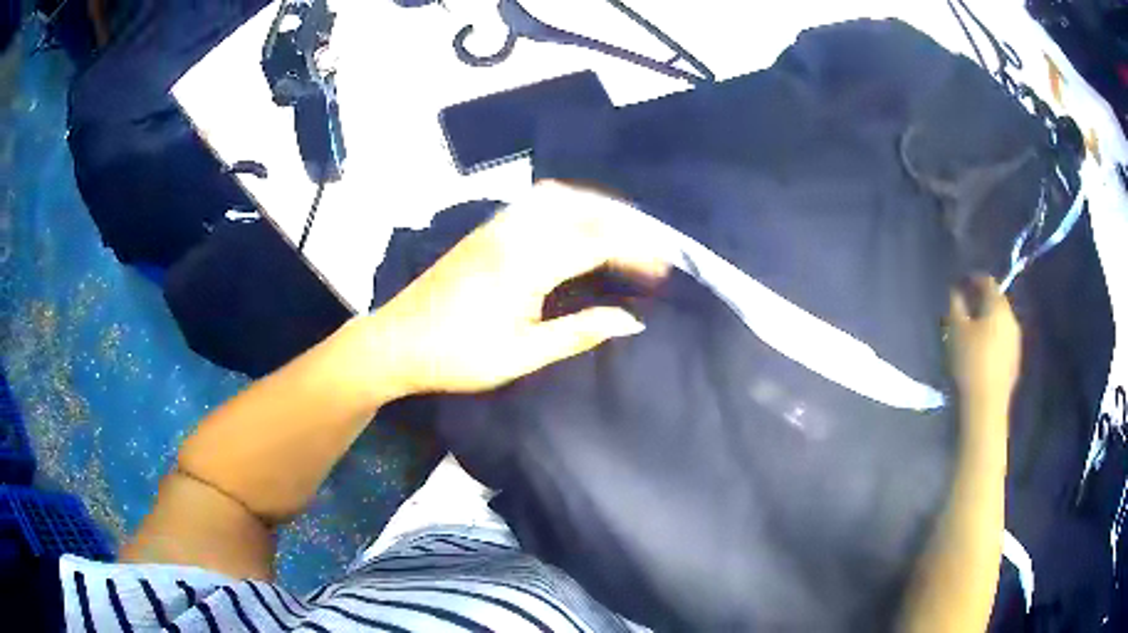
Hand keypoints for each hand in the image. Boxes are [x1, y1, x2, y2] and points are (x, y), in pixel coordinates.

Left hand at [366, 182, 668, 397]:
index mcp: (525, 265)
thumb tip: (630, 321)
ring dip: (594, 207)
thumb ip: (579, 333)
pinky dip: (566, 206)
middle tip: (649, 246)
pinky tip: (574, 226)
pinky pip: (534, 203)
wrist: (396, 343)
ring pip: (556, 197)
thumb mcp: (522, 355)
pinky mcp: (484, 232)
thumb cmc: (457, 357)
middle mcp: (512, 233)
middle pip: (580, 207)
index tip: (662, 269)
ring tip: (620, 232)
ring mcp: (495, 227)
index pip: (595, 243)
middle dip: (622, 221)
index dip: (635, 251)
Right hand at [947, 276, 1021, 411]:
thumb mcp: (956, 330)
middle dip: (981, 302)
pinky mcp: (1015, 362)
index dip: (974, 279)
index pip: (988, 281)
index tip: (961, 284)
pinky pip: (1003, 342)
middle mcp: (1012, 318)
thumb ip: (956, 305)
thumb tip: (956, 290)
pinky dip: (993, 340)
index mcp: (998, 306)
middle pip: (996, 302)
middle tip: (965, 309)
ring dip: (988, 322)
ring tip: (972, 333)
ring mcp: (1016, 342)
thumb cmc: (970, 362)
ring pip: (1001, 323)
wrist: (986, 406)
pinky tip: (982, 353)